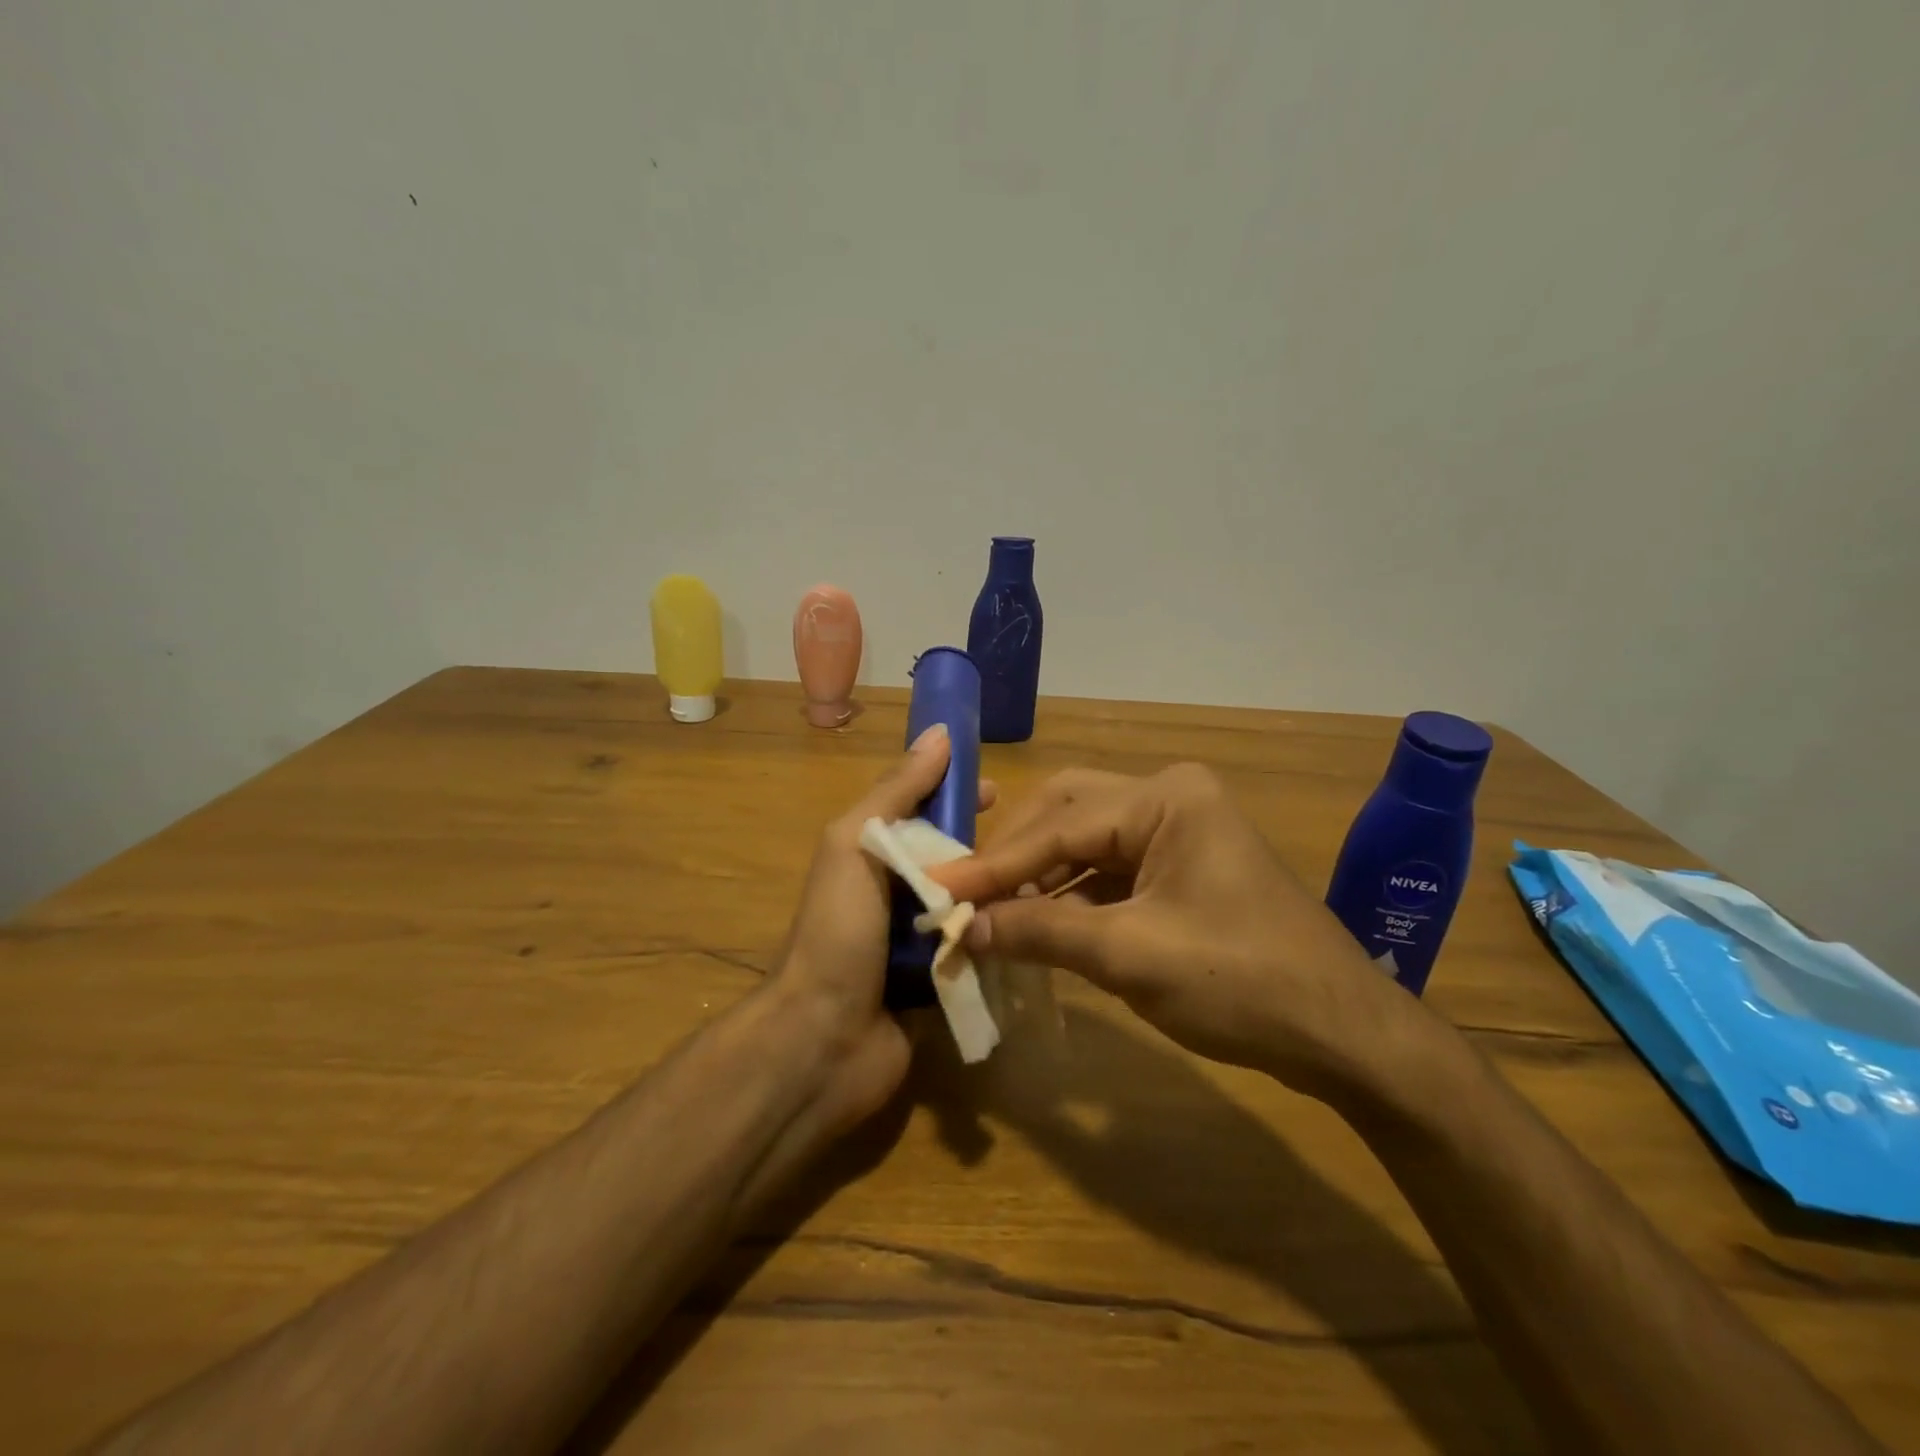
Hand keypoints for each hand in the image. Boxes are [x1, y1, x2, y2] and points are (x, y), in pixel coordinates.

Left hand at [765, 726, 995, 1134]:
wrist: (822, 1041)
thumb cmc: (838, 932)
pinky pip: (975, 948)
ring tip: (1045, 882)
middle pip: (950, 856)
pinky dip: (996, 937)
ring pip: (968, 902)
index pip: (920, 811)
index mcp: (871, 856)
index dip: (955, 794)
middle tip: (1032, 843)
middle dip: (986, 845)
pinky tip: (1035, 927)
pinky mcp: (939, 982)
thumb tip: (938, 733)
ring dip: (999, 892)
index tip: (998, 791)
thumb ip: (896, 792)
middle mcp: (894, 893)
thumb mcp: (856, 845)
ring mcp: (916, 941)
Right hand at [929, 763, 1428, 1098]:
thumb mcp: (1130, 956)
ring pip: (1085, 842)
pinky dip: (1070, 895)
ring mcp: (1177, 830)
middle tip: (965, 896)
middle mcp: (1168, 797)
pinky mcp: (1180, 865)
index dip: (994, 863)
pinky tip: (1037, 923)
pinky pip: (1109, 869)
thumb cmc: (1241, 983)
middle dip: (1015, 857)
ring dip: (1039, 878)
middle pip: (1067, 815)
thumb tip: (963, 931)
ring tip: (989, 913)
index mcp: (1165, 798)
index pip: (1059, 826)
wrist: (1343, 1034)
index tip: (937, 889)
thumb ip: (1040, 932)